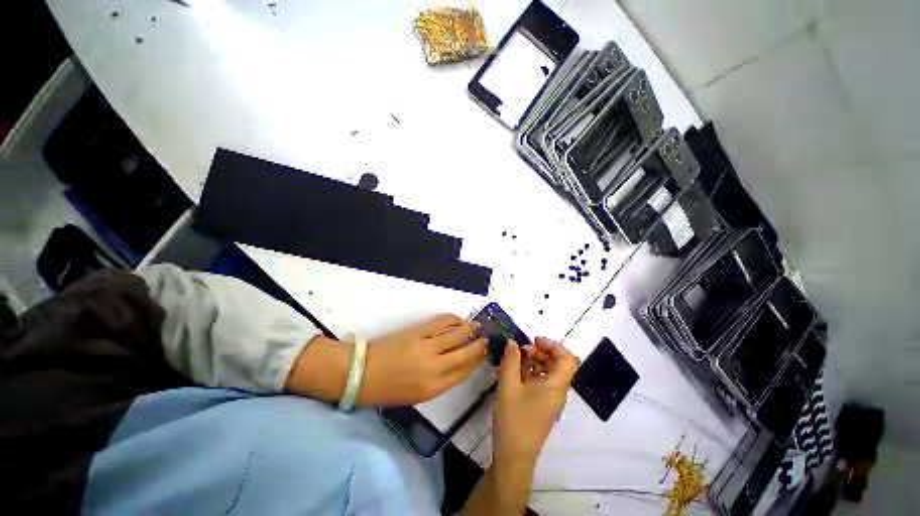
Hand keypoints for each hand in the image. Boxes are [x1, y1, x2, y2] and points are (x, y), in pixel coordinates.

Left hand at [359, 314, 486, 405]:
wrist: (362, 373)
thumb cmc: (388, 389)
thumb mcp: (417, 395)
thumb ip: (441, 381)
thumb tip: (458, 364)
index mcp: (434, 388)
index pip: (465, 372)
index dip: (478, 361)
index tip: (484, 353)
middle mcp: (435, 367)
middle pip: (466, 352)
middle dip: (479, 344)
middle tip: (486, 338)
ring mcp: (427, 347)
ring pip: (457, 334)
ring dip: (470, 329)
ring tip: (476, 326)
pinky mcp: (418, 331)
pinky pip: (442, 322)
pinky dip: (453, 319)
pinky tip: (458, 319)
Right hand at [495, 337, 578, 459]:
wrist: (514, 456)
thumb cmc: (514, 419)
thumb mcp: (509, 385)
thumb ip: (511, 360)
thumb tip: (512, 341)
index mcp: (556, 386)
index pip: (567, 359)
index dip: (553, 345)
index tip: (533, 340)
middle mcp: (557, 390)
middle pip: (557, 363)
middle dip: (539, 351)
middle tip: (520, 350)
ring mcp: (550, 398)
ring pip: (548, 371)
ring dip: (533, 361)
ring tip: (513, 360)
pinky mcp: (541, 403)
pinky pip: (540, 381)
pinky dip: (528, 372)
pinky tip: (512, 371)